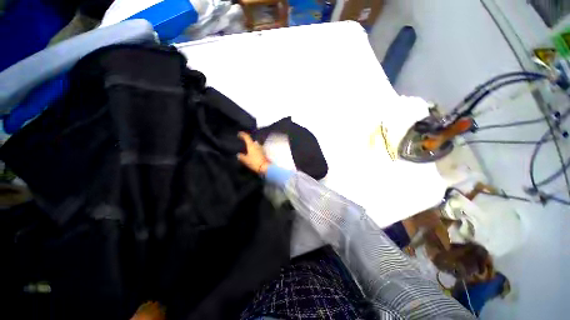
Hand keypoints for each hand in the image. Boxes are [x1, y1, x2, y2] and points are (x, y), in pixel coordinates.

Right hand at [237, 132, 270, 174]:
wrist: (265, 167)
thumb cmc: (254, 162)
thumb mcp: (245, 160)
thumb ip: (241, 156)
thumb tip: (239, 154)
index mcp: (251, 145)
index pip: (247, 137)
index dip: (242, 135)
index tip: (239, 134)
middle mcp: (257, 145)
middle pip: (252, 141)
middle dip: (248, 142)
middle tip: (244, 144)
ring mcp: (261, 149)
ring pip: (256, 145)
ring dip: (253, 147)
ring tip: (248, 150)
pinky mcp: (264, 153)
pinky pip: (258, 150)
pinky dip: (255, 151)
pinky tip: (253, 154)